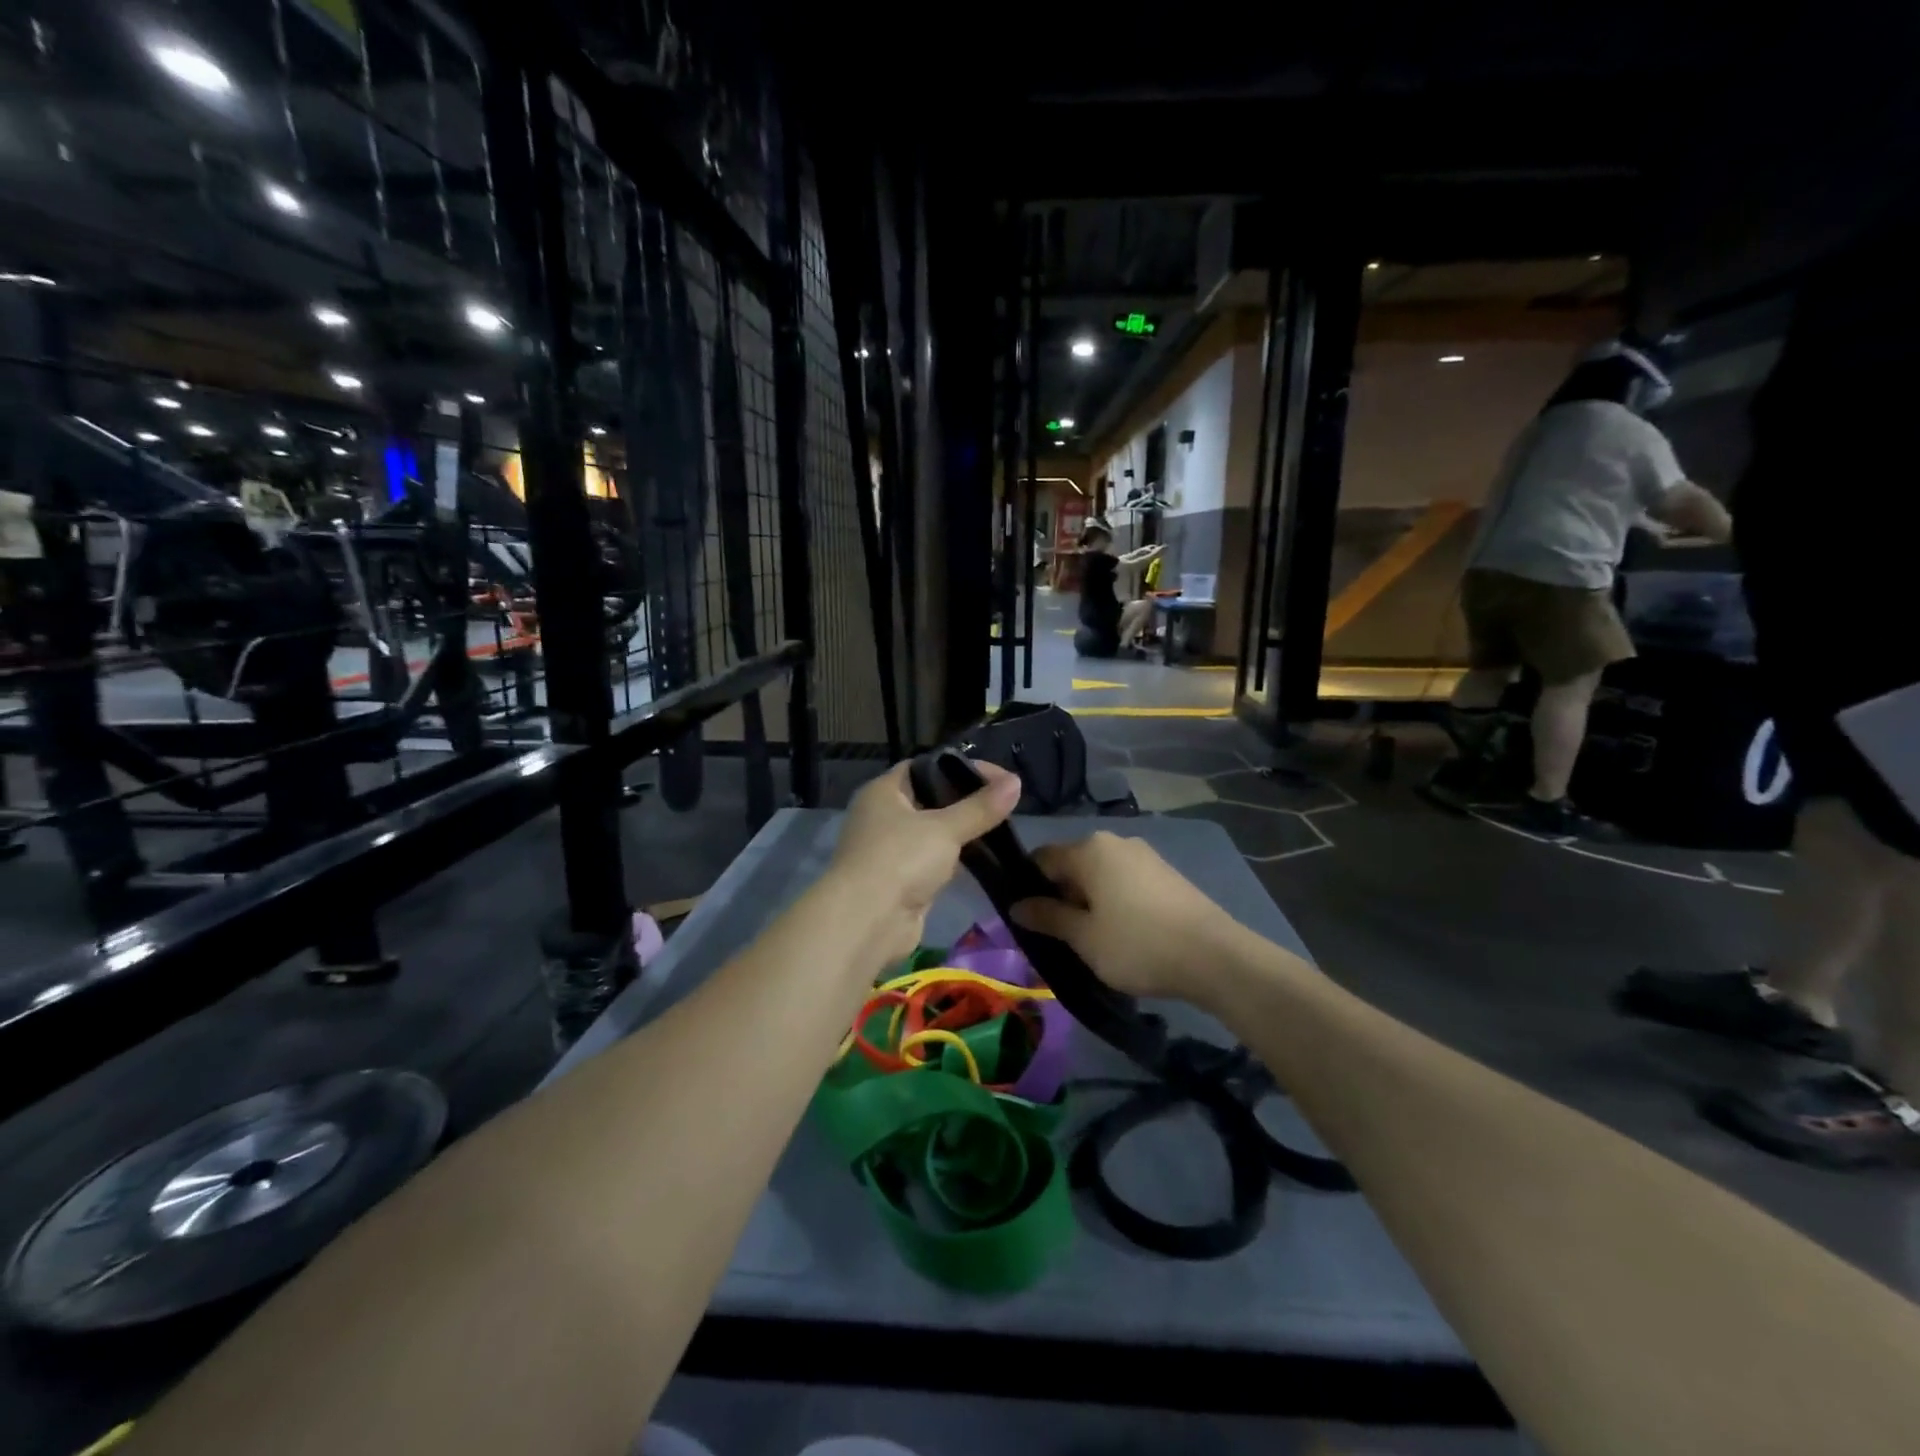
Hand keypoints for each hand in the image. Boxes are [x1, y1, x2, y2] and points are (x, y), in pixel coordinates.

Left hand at [826, 760, 1021, 968]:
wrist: (867, 923)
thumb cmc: (900, 860)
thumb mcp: (945, 828)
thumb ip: (980, 807)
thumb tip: (1016, 782)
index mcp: (883, 792)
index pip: (925, 767)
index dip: (961, 767)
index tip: (999, 777)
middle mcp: (882, 816)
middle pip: (930, 799)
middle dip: (966, 801)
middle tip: (1004, 803)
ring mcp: (890, 850)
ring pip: (933, 832)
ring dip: (961, 832)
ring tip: (1000, 827)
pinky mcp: (901, 880)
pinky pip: (933, 860)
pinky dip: (954, 858)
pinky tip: (983, 857)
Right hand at [1010, 832, 1248, 1002]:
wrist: (1215, 957)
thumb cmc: (1137, 945)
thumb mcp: (1084, 937)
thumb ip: (1047, 917)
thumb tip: (1016, 905)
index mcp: (1089, 849)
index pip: (1041, 858)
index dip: (1028, 887)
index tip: (1029, 920)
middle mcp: (1115, 841)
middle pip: (1072, 865)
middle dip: (1061, 896)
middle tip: (1059, 937)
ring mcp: (1145, 855)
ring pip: (1100, 875)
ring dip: (1089, 902)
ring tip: (1092, 941)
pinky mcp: (1166, 873)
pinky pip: (1125, 882)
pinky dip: (1115, 902)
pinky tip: (1124, 935)